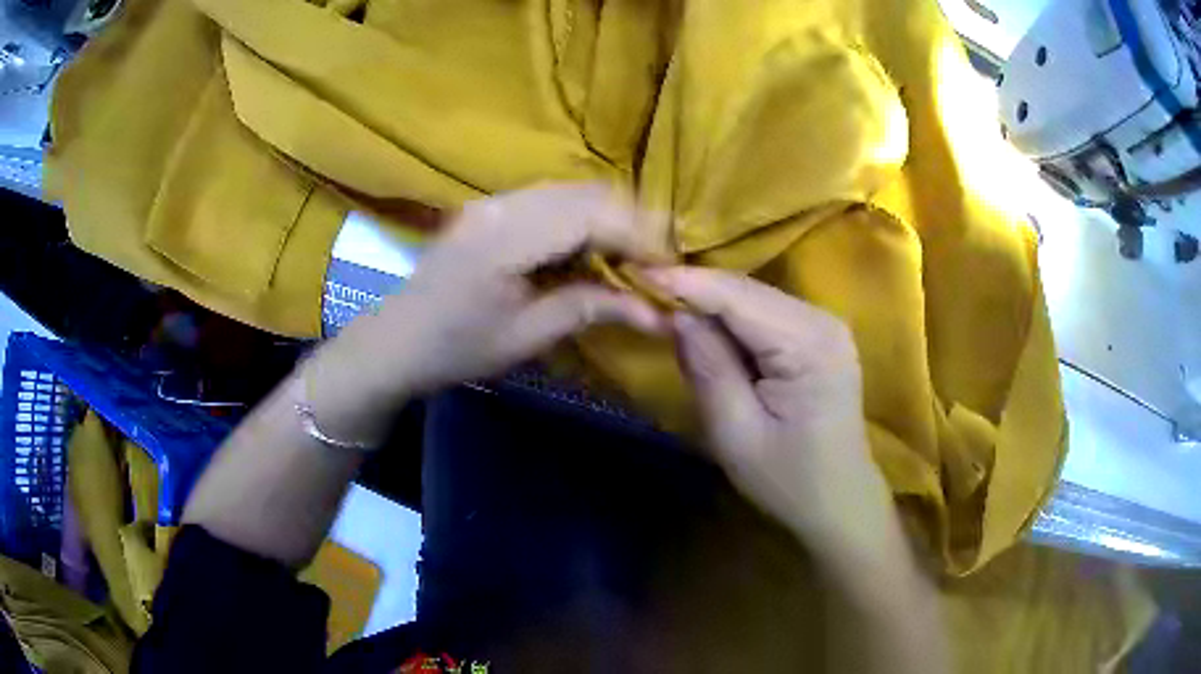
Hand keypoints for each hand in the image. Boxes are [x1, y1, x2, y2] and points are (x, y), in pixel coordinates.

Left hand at [313, 184, 670, 433]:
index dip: (638, 235)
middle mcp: (501, 205)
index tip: (670, 266)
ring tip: (629, 257)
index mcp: (506, 238)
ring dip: (607, 218)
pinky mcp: (491, 207)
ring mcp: (493, 201)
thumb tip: (658, 314)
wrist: (397, 341)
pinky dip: (581, 218)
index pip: (590, 215)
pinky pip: (550, 199)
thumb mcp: (527, 336)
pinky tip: (590, 247)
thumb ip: (591, 309)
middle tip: (655, 263)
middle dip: (630, 222)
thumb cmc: (457, 348)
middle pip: (585, 193)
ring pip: (571, 191)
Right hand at [648, 267, 899, 561]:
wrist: (839, 502)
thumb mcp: (736, 433)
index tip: (636, 272)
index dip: (686, 282)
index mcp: (809, 345)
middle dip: (695, 288)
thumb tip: (677, 315)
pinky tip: (704, 323)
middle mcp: (823, 320)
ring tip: (664, 303)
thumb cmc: (788, 481)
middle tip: (642, 290)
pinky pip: (766, 313)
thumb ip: (708, 368)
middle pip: (748, 291)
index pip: (739, 297)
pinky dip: (730, 317)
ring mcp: (825, 325)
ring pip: (755, 297)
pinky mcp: (819, 336)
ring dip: (710, 301)